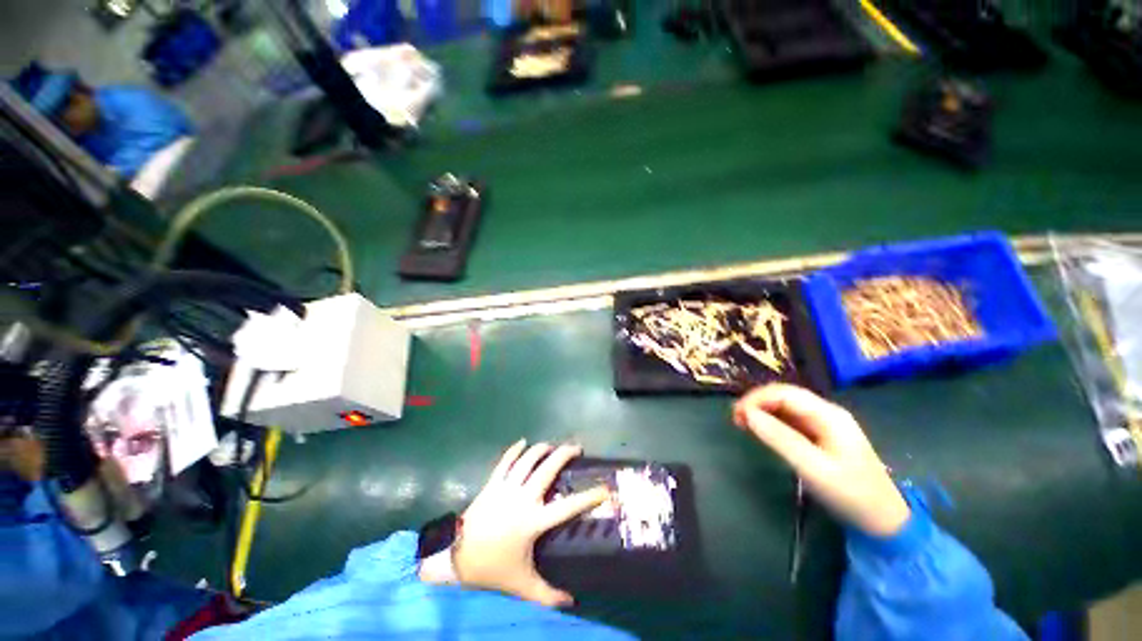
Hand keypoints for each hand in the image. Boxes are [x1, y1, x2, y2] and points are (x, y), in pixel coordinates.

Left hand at [451, 440, 609, 606]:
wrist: (457, 557)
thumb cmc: (493, 568)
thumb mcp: (522, 584)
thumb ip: (548, 594)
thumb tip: (572, 602)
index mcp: (533, 521)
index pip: (567, 507)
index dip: (589, 497)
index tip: (604, 488)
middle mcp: (522, 498)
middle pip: (547, 468)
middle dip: (564, 454)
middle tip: (576, 448)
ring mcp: (506, 487)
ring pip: (528, 459)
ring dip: (542, 449)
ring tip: (552, 446)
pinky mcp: (492, 482)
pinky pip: (505, 460)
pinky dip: (515, 449)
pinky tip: (523, 442)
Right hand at [733, 384, 909, 536]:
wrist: (883, 521)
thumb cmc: (850, 494)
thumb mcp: (812, 467)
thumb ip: (779, 438)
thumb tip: (747, 414)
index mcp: (828, 415)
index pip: (785, 393)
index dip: (757, 398)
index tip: (736, 413)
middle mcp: (825, 413)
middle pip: (784, 396)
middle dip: (756, 403)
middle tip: (735, 418)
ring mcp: (824, 424)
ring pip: (785, 407)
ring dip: (762, 411)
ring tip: (741, 423)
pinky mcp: (820, 436)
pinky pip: (790, 420)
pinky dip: (771, 422)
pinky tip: (760, 430)